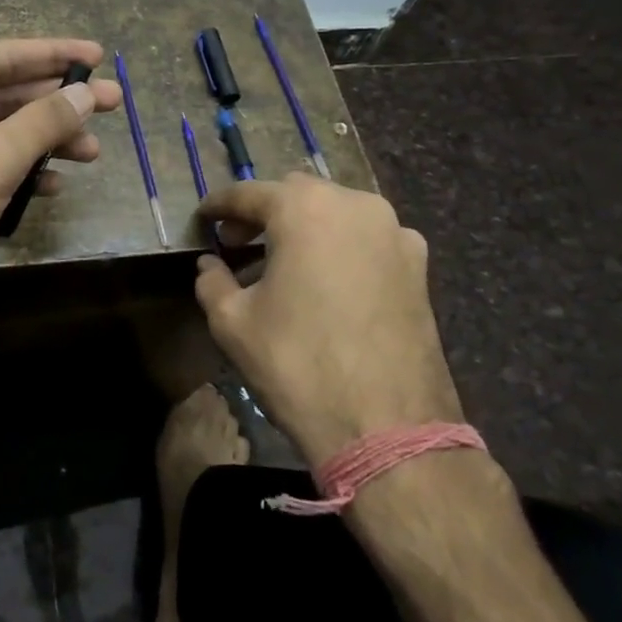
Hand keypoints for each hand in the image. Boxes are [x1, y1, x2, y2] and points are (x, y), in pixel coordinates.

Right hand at [194, 175, 460, 463]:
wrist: (387, 428)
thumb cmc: (297, 364)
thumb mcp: (232, 322)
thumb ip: (212, 281)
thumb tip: (210, 265)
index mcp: (304, 209)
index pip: (248, 194)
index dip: (219, 206)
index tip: (202, 219)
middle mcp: (355, 206)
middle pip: (296, 194)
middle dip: (263, 213)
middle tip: (237, 243)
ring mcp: (394, 234)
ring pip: (336, 213)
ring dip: (304, 227)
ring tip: (281, 264)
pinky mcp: (418, 266)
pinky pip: (367, 239)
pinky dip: (340, 247)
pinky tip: (326, 282)